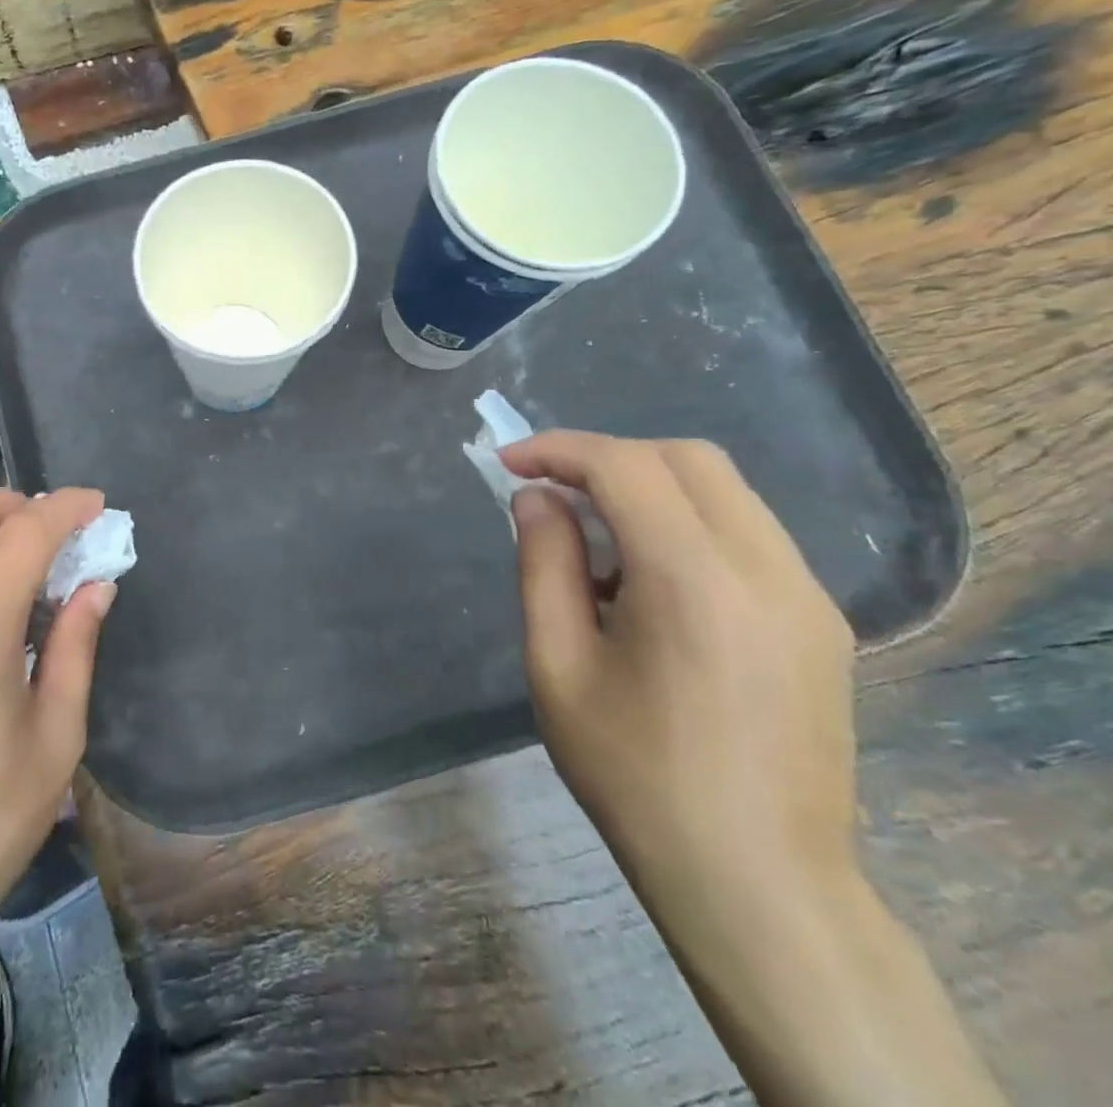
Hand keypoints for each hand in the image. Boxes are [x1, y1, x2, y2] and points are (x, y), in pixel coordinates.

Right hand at [503, 432, 1003, 1106]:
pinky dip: (684, 521)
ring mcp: (808, 595)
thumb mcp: (557, 664)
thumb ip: (544, 564)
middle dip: (607, 456)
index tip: (509, 463)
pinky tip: (644, 577)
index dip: (560, 449)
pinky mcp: (820, 621)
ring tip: (592, 537)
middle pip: (688, 459)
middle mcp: (768, 572)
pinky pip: (745, 532)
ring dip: (647, 486)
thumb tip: (537, 498)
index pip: (628, 468)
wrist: (756, 881)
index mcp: (695, 584)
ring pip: (723, 490)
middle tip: (550, 489)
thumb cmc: (633, 774)